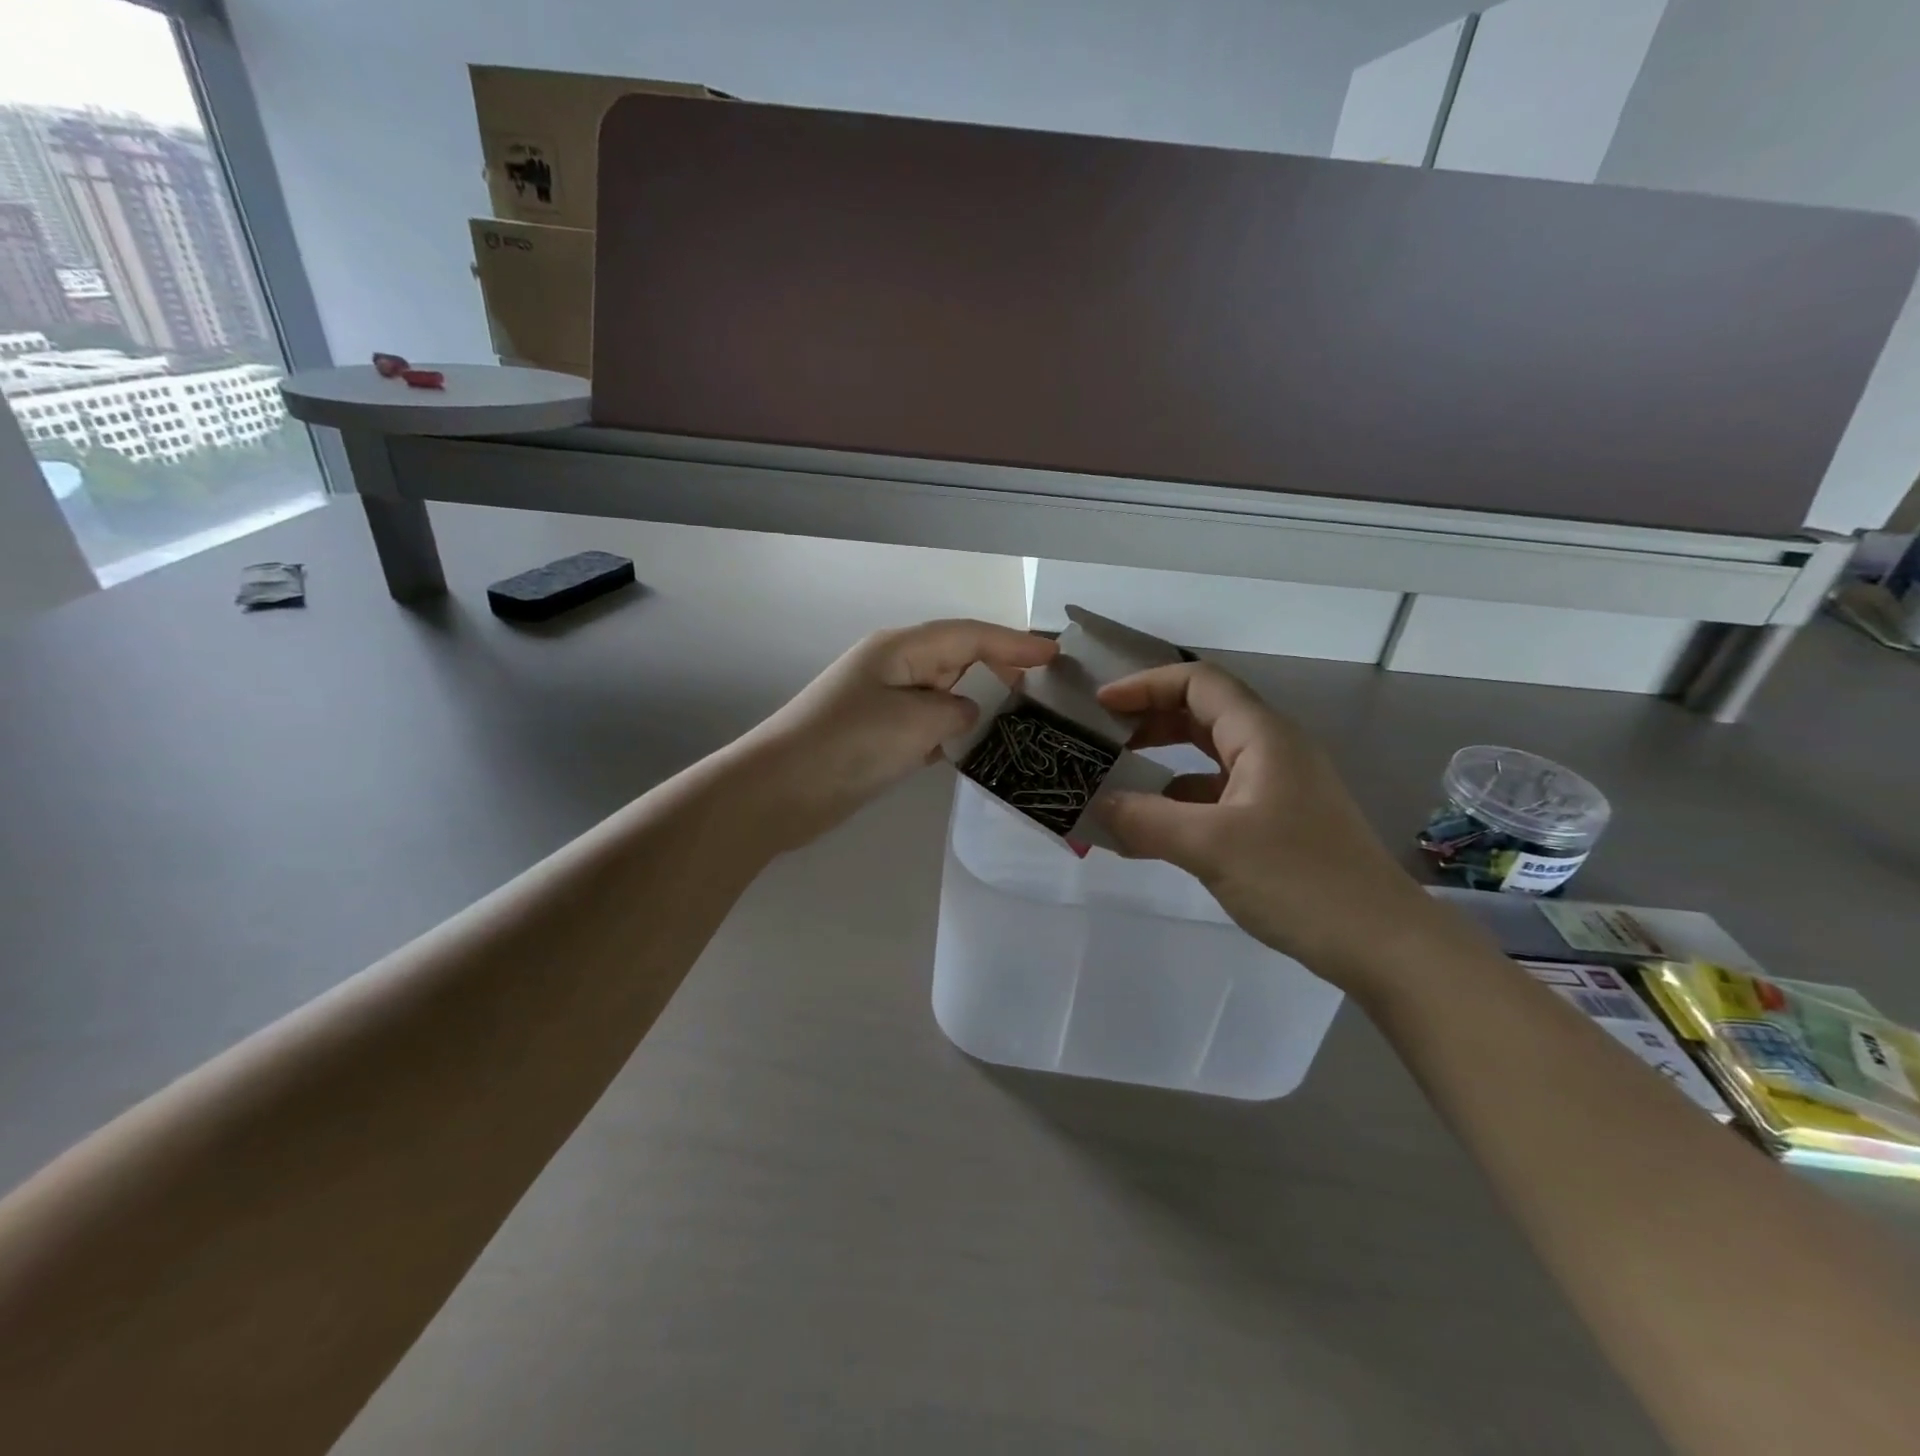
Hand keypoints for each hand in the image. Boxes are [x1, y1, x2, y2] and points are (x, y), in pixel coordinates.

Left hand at [737, 619, 1056, 849]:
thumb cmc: (848, 745)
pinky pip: (927, 724)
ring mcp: (882, 702)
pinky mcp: (876, 735)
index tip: (1055, 654)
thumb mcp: (915, 722)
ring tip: (1021, 720)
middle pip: (957, 658)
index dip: (1014, 643)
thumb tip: (965, 714)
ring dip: (978, 703)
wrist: (778, 791)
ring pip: (943, 693)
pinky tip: (974, 750)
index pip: (969, 635)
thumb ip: (956, 712)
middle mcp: (893, 667)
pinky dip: (952, 732)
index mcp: (900, 649)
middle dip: (1000, 670)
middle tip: (1043, 691)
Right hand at [1093, 661, 1453, 991]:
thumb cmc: (1300, 879)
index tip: (1100, 706)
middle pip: (1201, 714)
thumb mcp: (1212, 846)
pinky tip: (1148, 833)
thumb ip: (1146, 821)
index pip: (1198, 682)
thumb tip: (1095, 807)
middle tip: (1101, 741)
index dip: (1145, 685)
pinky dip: (1178, 805)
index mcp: (1262, 736)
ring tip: (1114, 785)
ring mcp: (1276, 788)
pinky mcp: (1276, 824)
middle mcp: (1271, 750)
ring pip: (1206, 759)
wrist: (1382, 945)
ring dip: (1160, 766)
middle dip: (1148, 721)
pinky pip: (1215, 798)